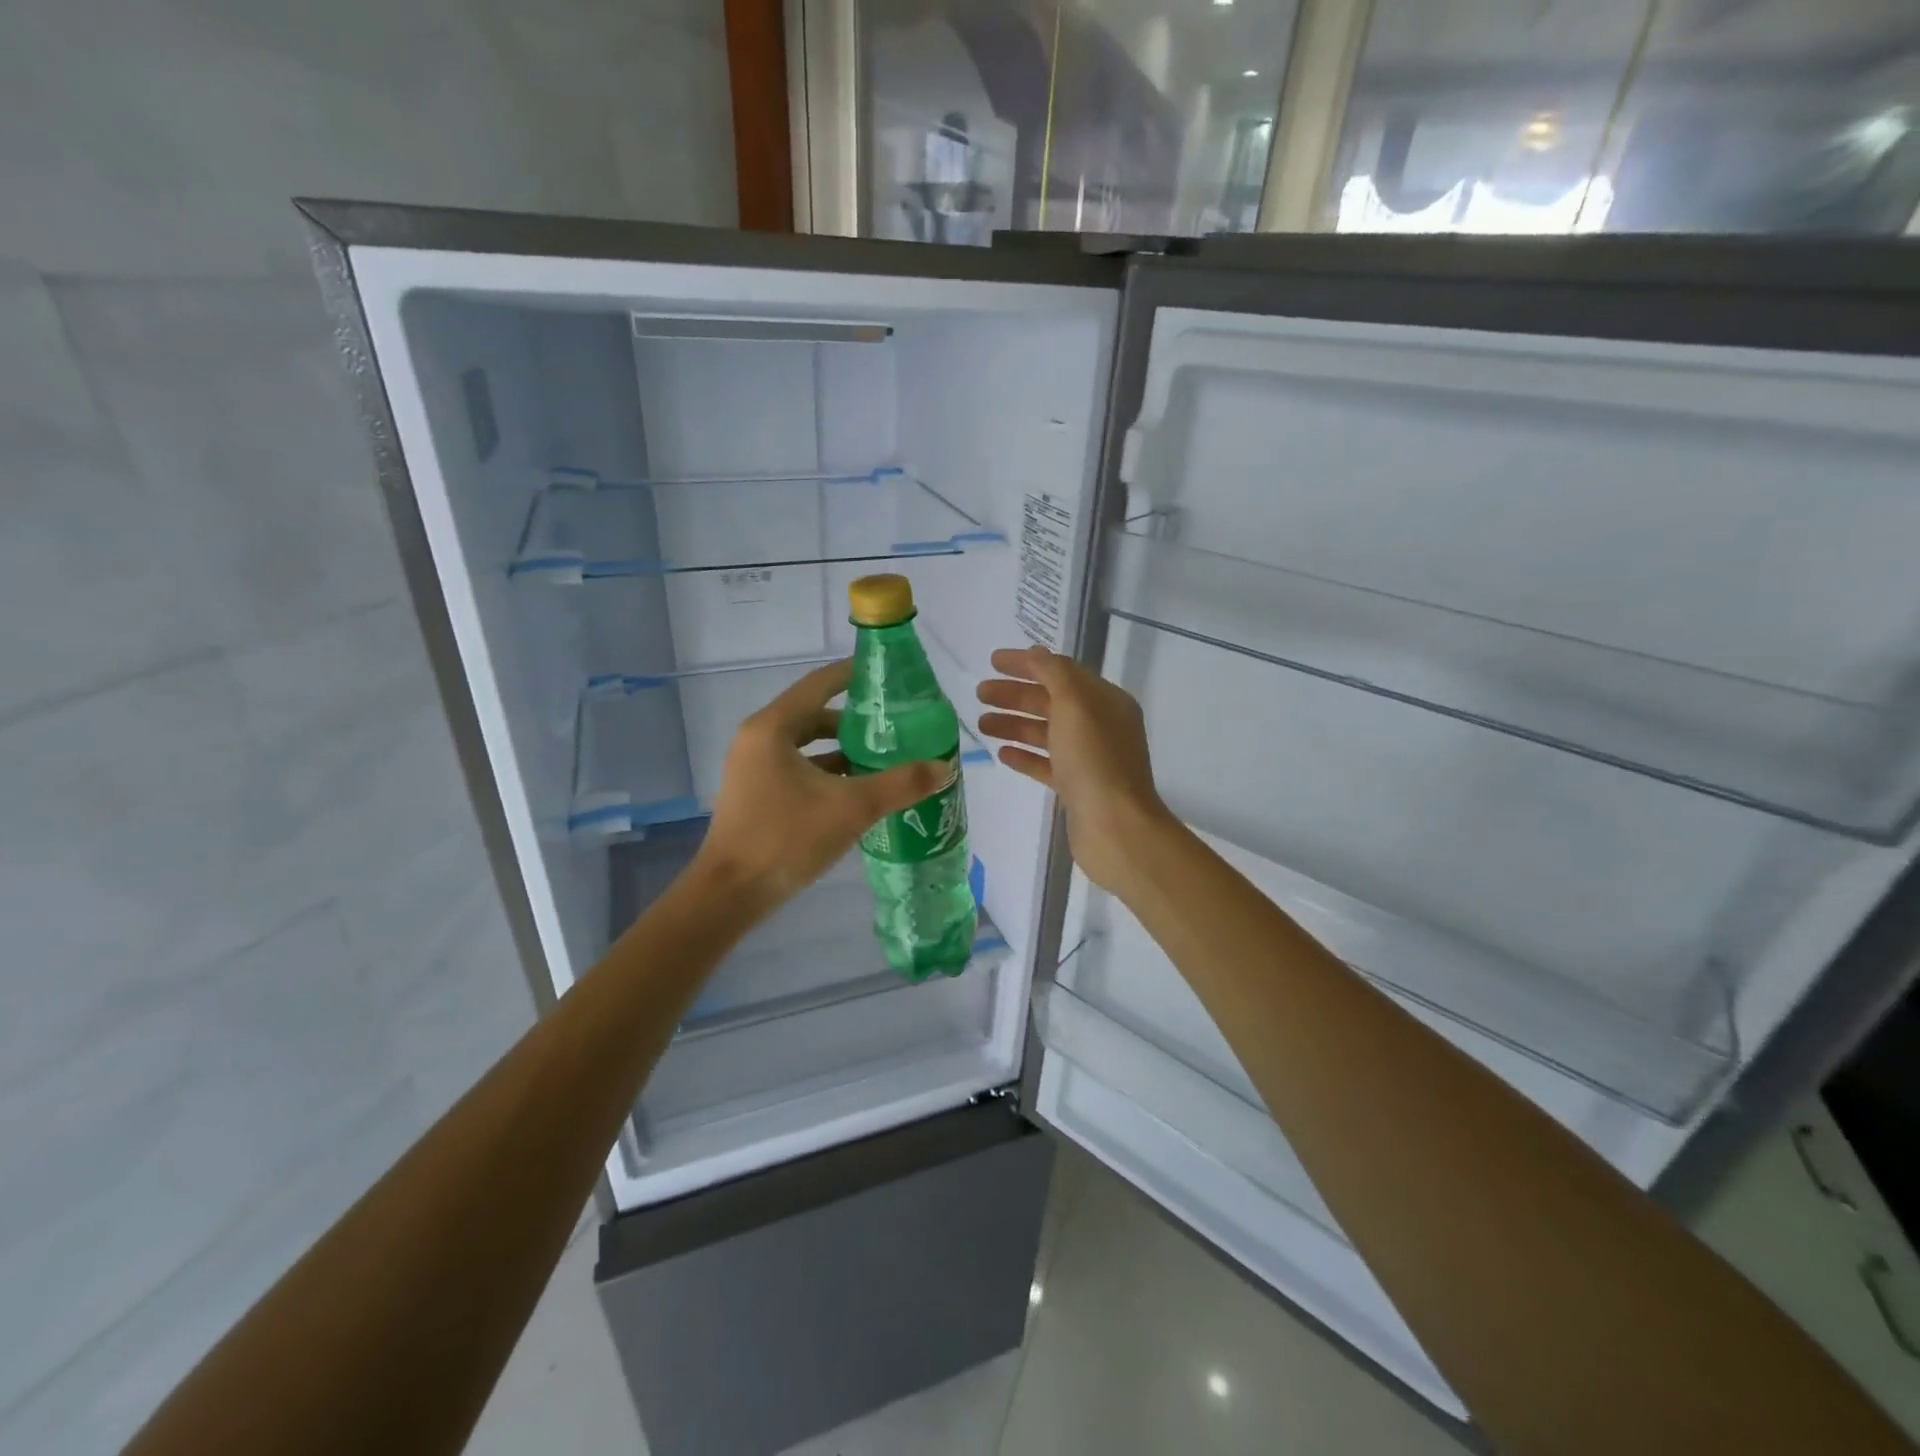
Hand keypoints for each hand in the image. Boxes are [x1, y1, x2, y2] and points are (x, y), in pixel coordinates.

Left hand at [697, 660, 951, 910]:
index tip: (886, 675)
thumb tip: (944, 767)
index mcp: (773, 727)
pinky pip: (796, 768)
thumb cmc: (786, 838)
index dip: (853, 675)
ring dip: (841, 750)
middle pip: (813, 715)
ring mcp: (752, 768)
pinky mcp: (754, 794)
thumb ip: (901, 784)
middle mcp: (758, 739)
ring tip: (882, 759)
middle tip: (893, 725)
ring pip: (805, 746)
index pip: (819, 684)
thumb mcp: (852, 808)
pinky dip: (825, 772)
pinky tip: (855, 791)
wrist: (731, 894)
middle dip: (853, 720)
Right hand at [976, 645, 1173, 893]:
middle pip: (1051, 701)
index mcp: (1105, 701)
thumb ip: (1053, 674)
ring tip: (981, 723)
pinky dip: (1024, 755)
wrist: (1115, 827)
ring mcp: (1089, 758)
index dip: (1027, 663)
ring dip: (1014, 724)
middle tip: (979, 693)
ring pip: (1046, 733)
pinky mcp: (1077, 788)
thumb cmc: (1094, 760)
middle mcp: (1100, 725)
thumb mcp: (1075, 705)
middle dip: (1015, 694)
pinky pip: (1046, 764)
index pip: (1061, 671)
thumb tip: (1035, 654)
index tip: (992, 661)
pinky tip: (1001, 753)